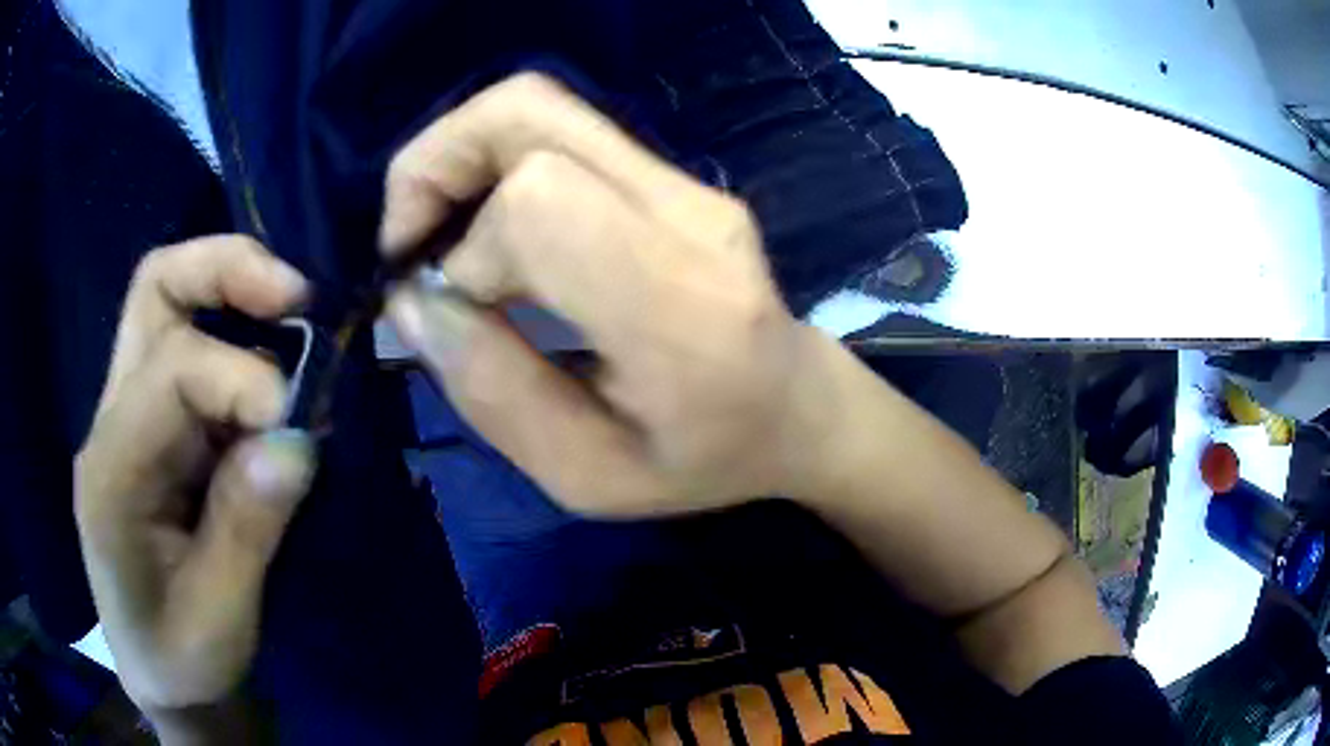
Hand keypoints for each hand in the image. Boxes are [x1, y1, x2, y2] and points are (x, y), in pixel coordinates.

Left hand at [75, 236, 314, 718]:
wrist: (161, 675)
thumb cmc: (182, 660)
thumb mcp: (220, 618)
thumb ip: (247, 528)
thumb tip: (297, 440)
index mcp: (112, 471)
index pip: (173, 371)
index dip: (244, 380)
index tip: (303, 425)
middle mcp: (112, 422)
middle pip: (155, 288)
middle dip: (226, 270)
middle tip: (295, 295)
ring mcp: (131, 418)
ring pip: (171, 304)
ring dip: (236, 296)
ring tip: (295, 320)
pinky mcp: (156, 428)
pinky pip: (193, 352)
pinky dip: (241, 344)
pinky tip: (276, 377)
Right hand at [381, 73, 833, 516]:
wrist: (799, 408)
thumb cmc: (705, 460)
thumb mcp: (589, 476)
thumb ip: (495, 393)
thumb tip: (409, 303)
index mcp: (680, 309)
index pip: (539, 201)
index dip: (468, 248)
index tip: (455, 309)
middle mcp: (687, 214)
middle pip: (526, 112)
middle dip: (435, 165)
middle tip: (408, 243)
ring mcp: (686, 182)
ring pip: (538, 107)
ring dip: (458, 159)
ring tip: (438, 237)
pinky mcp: (674, 174)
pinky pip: (560, 132)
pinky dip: (494, 165)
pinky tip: (488, 232)